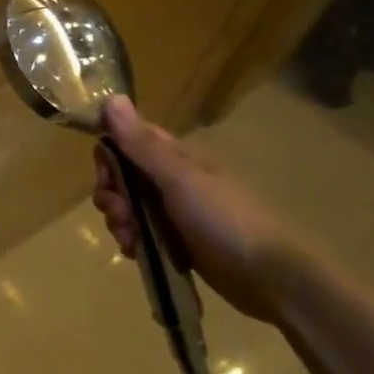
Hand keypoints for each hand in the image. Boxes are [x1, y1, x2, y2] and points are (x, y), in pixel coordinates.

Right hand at [91, 96, 300, 323]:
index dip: (109, 155)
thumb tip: (110, 98)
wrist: (267, 275)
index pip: (127, 141)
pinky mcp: (174, 240)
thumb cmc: (223, 219)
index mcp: (175, 157)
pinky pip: (138, 233)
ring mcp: (173, 211)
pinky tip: (137, 252)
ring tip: (131, 239)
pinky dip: (131, 241)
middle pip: (121, 177)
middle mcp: (171, 179)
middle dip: (111, 195)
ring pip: (126, 207)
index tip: (107, 176)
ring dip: (119, 221)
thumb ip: (142, 144)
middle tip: (121, 213)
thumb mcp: (178, 178)